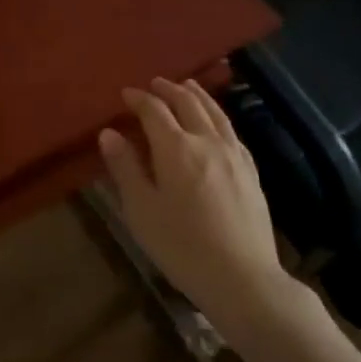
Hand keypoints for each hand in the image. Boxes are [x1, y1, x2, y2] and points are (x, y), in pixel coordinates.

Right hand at [99, 78, 290, 323]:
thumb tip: (109, 133)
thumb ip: (125, 167)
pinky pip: (232, 130)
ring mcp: (233, 154)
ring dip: (197, 95)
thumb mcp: (141, 210)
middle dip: (168, 90)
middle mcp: (207, 141)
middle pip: (187, 103)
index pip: (154, 111)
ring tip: (186, 86)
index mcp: (176, 148)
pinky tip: (216, 122)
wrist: (242, 277)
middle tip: (154, 84)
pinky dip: (218, 115)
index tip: (125, 94)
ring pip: (214, 112)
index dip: (139, 99)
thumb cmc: (182, 246)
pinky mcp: (251, 171)